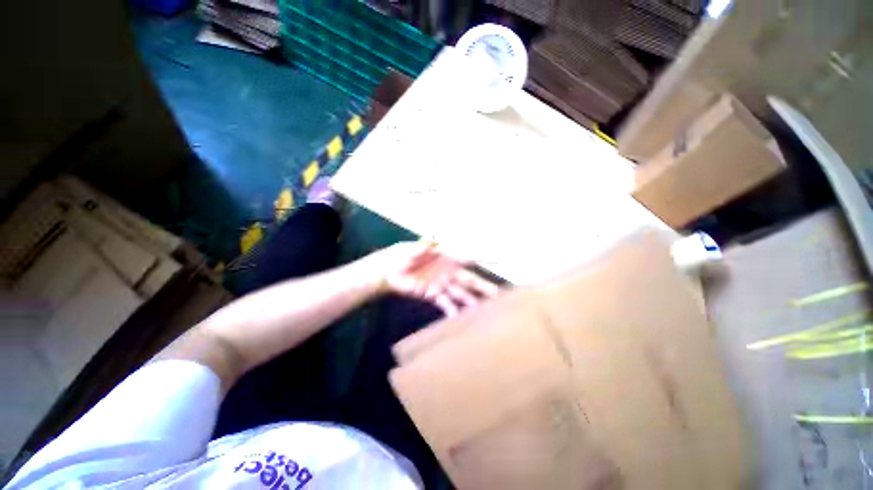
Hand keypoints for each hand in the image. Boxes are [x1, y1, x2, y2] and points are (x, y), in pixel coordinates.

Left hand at [364, 241, 500, 316]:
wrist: (390, 270)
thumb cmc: (403, 255)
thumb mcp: (411, 250)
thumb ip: (422, 248)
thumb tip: (431, 241)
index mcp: (447, 257)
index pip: (468, 257)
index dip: (485, 257)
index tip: (501, 260)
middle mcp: (448, 271)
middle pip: (469, 280)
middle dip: (483, 287)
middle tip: (498, 295)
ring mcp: (442, 284)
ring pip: (460, 294)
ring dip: (471, 302)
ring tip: (482, 313)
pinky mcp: (433, 294)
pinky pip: (445, 303)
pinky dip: (451, 310)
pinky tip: (458, 318)